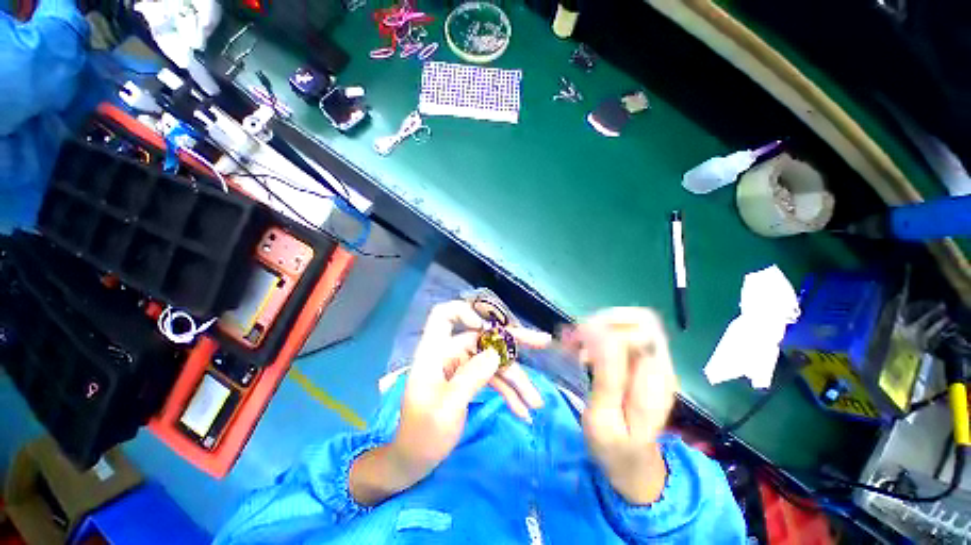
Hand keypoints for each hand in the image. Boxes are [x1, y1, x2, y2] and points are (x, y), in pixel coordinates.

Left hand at [350, 300, 547, 505]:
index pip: (443, 315)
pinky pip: (493, 378)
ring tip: (536, 403)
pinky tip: (523, 410)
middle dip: (512, 342)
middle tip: (542, 342)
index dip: (466, 313)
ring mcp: (461, 367)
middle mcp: (450, 353)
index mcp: (435, 352)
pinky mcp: (469, 381)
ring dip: (515, 379)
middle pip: (482, 337)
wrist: (414, 462)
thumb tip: (497, 354)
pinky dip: (508, 392)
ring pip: (493, 361)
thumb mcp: (447, 408)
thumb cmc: (423, 435)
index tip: (488, 329)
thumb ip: (471, 377)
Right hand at [564, 308, 678, 504]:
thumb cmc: (616, 449)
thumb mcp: (604, 420)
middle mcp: (660, 365)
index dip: (609, 328)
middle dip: (603, 322)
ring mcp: (653, 363)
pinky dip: (599, 335)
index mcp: (656, 380)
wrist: (635, 467)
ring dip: (599, 327)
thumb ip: (607, 377)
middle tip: (576, 339)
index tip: (579, 342)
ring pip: (631, 324)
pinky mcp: (641, 364)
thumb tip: (602, 334)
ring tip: (574, 345)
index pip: (644, 330)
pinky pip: (623, 335)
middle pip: (640, 320)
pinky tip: (583, 352)